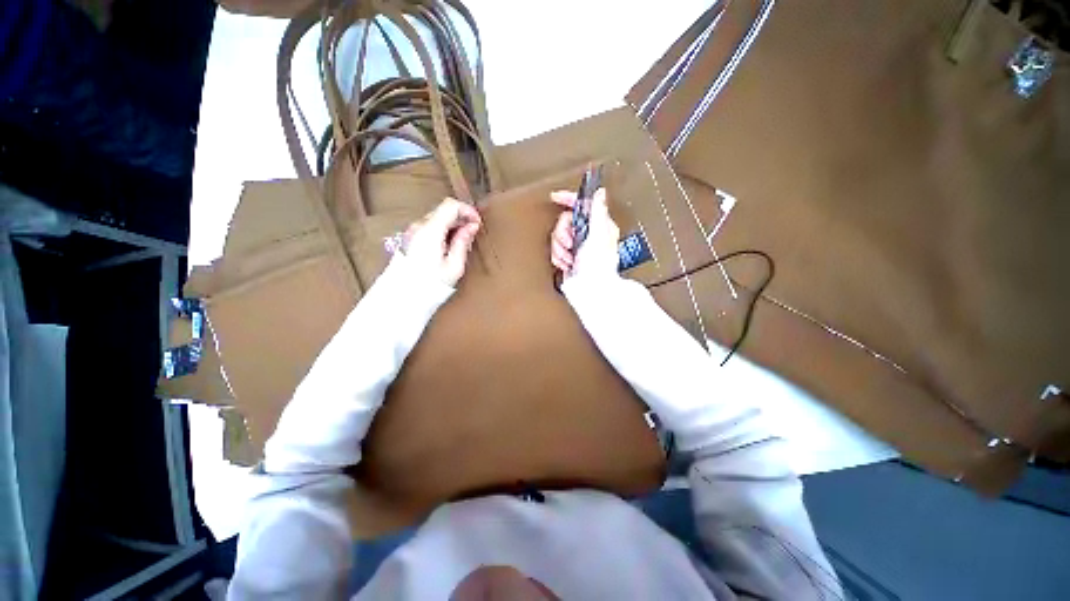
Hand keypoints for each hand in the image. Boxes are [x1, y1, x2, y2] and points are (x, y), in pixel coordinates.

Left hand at [403, 197, 481, 286]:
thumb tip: (471, 226)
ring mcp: (413, 231)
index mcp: (430, 231)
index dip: (467, 210)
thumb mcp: (454, 265)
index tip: (477, 223)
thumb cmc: (431, 283)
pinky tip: (450, 245)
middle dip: (461, 218)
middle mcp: (419, 226)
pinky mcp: (411, 237)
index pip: (450, 206)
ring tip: (462, 242)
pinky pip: (431, 226)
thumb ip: (463, 242)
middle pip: (444, 210)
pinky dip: (444, 230)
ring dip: (453, 224)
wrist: (404, 295)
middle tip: (472, 234)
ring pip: (438, 217)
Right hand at [549, 187, 618, 277]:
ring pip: (558, 236)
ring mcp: (578, 245)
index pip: (582, 205)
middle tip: (569, 243)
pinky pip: (556, 250)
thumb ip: (598, 212)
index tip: (556, 197)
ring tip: (569, 256)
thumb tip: (600, 193)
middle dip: (563, 233)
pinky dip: (559, 257)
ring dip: (560, 248)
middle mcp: (588, 234)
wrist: (590, 288)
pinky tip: (567, 262)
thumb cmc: (598, 266)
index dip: (568, 199)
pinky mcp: (569, 256)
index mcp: (599, 225)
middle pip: (565, 221)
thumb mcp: (598, 235)